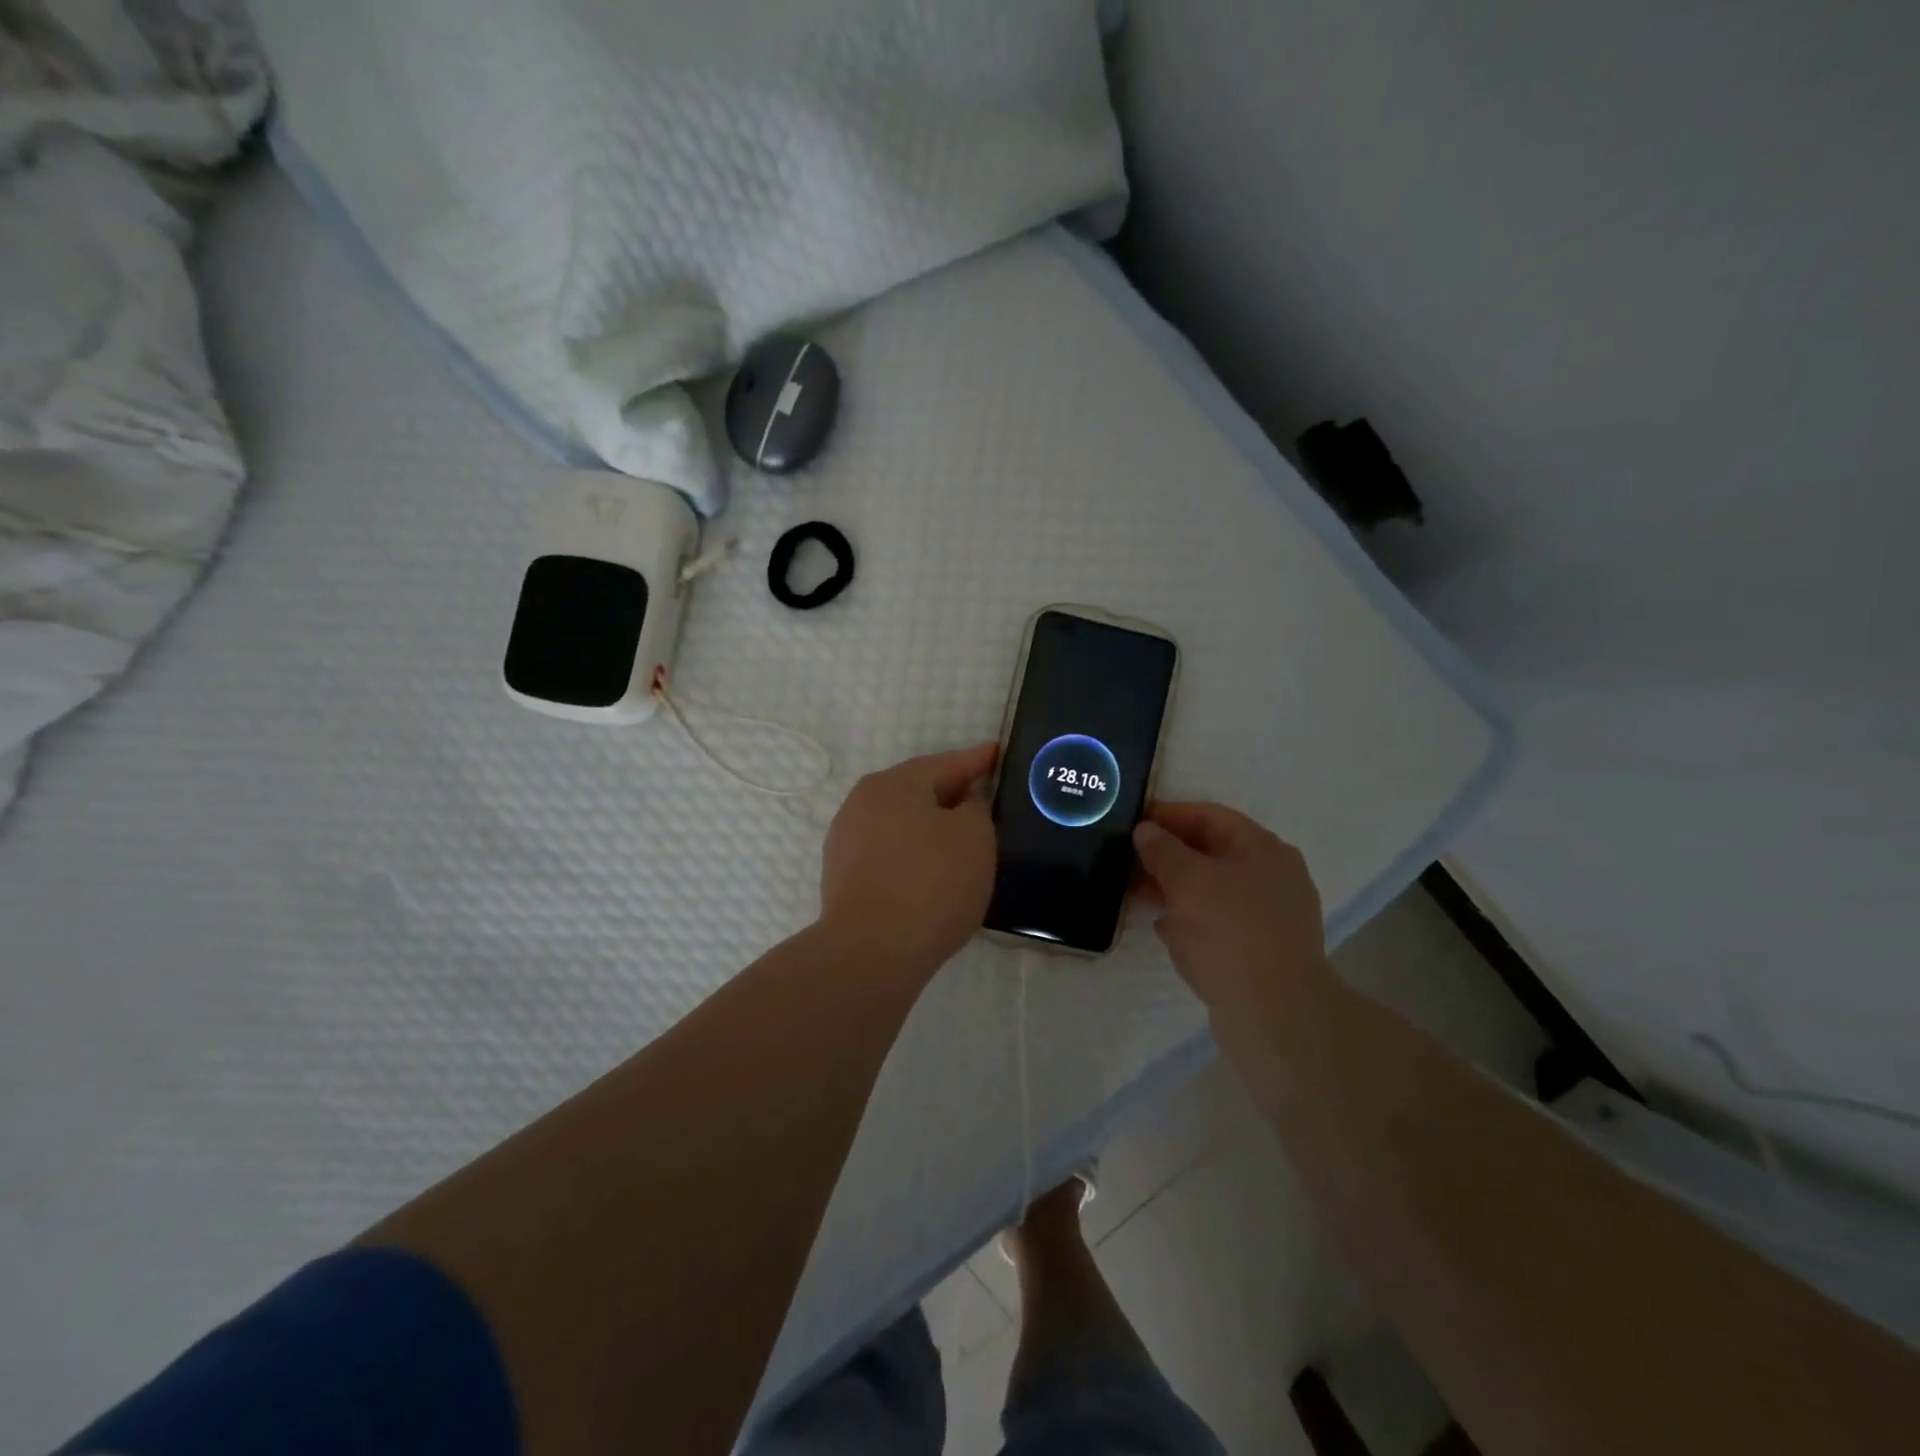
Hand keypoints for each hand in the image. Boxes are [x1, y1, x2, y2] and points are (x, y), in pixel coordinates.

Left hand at [820, 742, 999, 976]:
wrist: (871, 952)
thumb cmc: (931, 883)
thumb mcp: (974, 837)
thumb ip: (976, 808)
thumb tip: (965, 802)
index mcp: (893, 784)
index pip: (946, 763)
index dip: (978, 760)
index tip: (1000, 753)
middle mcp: (862, 803)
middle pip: (919, 791)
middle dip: (954, 795)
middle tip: (989, 801)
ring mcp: (847, 841)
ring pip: (902, 823)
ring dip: (932, 828)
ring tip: (965, 841)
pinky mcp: (843, 877)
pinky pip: (890, 853)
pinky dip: (915, 855)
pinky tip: (934, 872)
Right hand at [1133, 802, 1328, 1009]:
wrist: (1275, 1015)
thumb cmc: (1230, 933)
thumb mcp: (1187, 881)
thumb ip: (1162, 850)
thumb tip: (1146, 830)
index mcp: (1263, 849)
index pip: (1210, 816)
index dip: (1168, 815)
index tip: (1132, 822)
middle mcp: (1273, 876)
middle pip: (1212, 852)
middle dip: (1168, 855)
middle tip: (1128, 861)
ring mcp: (1271, 916)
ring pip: (1214, 890)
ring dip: (1176, 889)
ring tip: (1138, 894)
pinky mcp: (1263, 950)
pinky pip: (1220, 922)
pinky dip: (1192, 919)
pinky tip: (1165, 929)